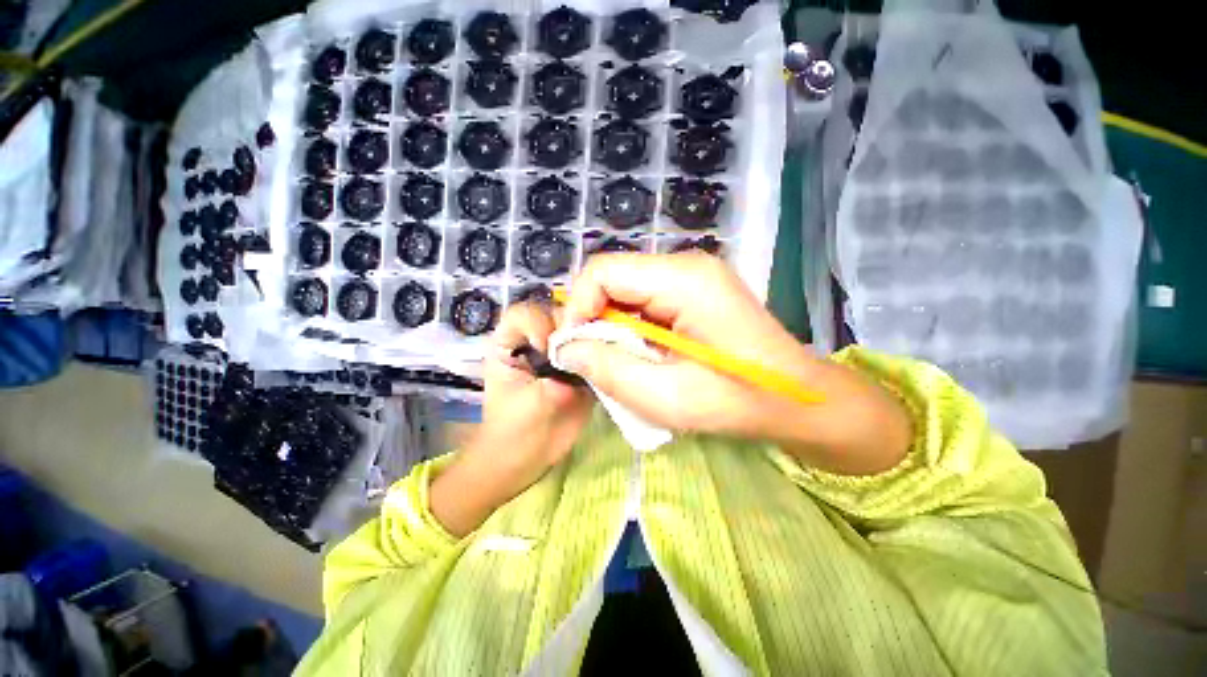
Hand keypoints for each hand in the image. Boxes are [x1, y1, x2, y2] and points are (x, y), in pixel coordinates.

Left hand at [430, 302, 592, 536]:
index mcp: (510, 343)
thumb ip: (557, 383)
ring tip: (603, 351)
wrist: (529, 459)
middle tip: (584, 345)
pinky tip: (614, 359)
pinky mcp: (582, 366)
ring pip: (581, 329)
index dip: (536, 323)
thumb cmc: (513, 432)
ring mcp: (563, 352)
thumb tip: (586, 364)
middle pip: (557, 315)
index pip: (523, 314)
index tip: (545, 346)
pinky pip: (596, 350)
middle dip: (572, 326)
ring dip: (594, 336)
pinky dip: (607, 351)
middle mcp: (538, 340)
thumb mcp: (529, 406)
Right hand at [558, 253, 911, 475]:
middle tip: (594, 357)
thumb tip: (568, 349)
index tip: (574, 347)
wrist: (794, 398)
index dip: (578, 306)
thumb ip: (607, 368)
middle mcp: (687, 265)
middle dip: (594, 316)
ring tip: (619, 358)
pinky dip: (632, 324)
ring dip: (613, 323)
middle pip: (614, 277)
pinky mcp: (696, 290)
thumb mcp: (664, 395)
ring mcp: (694, 275)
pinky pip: (645, 298)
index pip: (604, 271)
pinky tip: (641, 351)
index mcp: (683, 280)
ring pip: (627, 288)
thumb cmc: (735, 400)